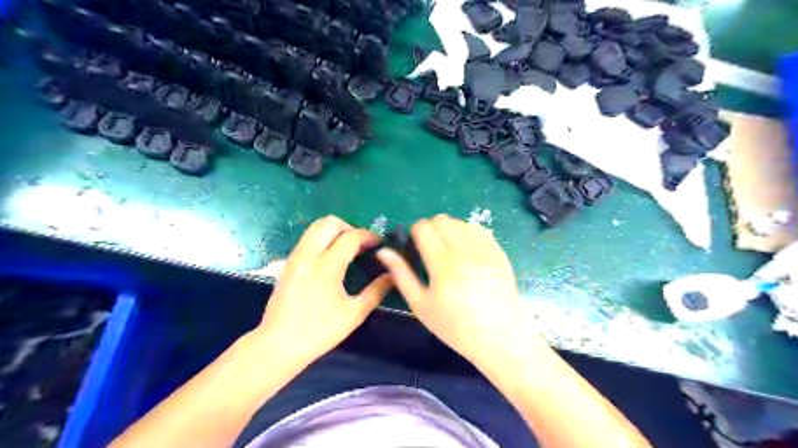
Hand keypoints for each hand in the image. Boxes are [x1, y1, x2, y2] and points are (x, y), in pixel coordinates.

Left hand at [256, 215, 391, 365]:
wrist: (278, 345)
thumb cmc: (319, 332)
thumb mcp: (354, 314)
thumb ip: (376, 291)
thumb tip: (393, 275)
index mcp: (326, 267)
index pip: (350, 237)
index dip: (368, 236)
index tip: (379, 244)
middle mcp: (308, 255)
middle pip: (329, 222)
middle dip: (349, 227)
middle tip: (361, 245)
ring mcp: (295, 257)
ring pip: (315, 227)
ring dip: (335, 231)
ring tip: (348, 250)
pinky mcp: (288, 263)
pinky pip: (308, 239)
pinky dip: (323, 239)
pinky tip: (331, 259)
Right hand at [379, 214, 528, 365]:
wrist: (499, 337)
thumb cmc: (455, 326)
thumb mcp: (421, 305)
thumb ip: (401, 274)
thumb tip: (383, 251)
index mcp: (443, 264)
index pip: (424, 227)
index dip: (414, 232)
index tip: (415, 246)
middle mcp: (465, 251)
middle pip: (442, 220)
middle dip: (431, 228)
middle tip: (430, 249)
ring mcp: (485, 249)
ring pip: (460, 222)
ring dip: (450, 230)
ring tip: (449, 251)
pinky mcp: (499, 251)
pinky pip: (479, 229)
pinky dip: (468, 233)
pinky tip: (466, 251)